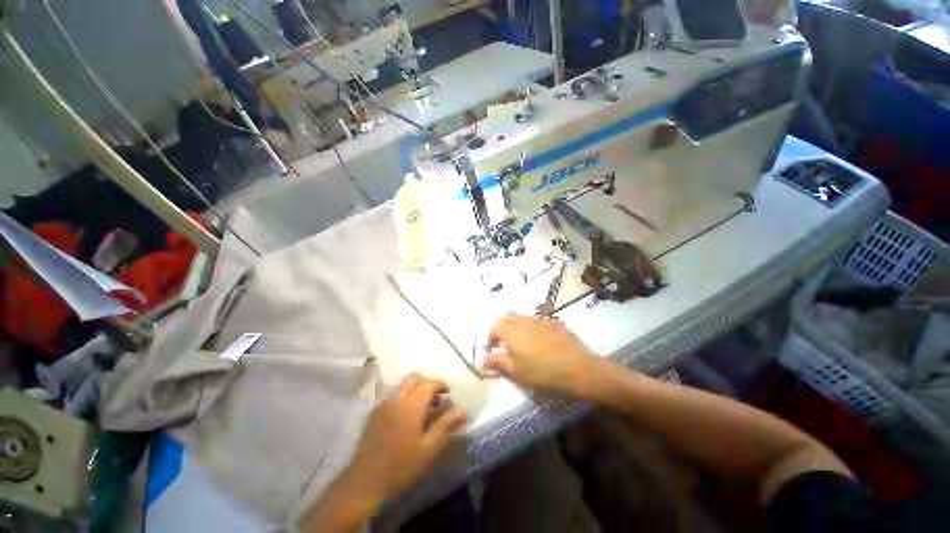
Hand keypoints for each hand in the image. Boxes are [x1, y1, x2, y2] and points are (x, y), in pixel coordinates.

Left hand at [302, 374, 466, 531]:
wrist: (365, 482)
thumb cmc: (401, 465)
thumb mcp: (429, 449)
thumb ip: (446, 426)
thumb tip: (463, 410)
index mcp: (411, 404)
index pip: (429, 384)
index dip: (441, 385)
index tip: (449, 393)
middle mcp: (396, 398)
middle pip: (414, 378)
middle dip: (427, 383)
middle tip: (436, 399)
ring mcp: (383, 405)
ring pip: (402, 386)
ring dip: (415, 390)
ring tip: (423, 409)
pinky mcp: (374, 414)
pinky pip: (393, 396)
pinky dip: (404, 398)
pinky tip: (406, 418)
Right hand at [484, 312, 602, 396]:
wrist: (579, 368)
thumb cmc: (543, 373)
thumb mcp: (517, 373)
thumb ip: (498, 362)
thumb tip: (484, 358)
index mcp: (512, 331)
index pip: (494, 326)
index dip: (491, 338)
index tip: (494, 350)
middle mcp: (524, 320)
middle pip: (507, 317)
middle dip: (503, 328)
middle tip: (507, 345)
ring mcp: (540, 319)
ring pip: (522, 318)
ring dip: (518, 328)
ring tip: (524, 345)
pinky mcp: (554, 322)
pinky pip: (537, 321)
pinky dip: (533, 329)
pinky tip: (541, 343)